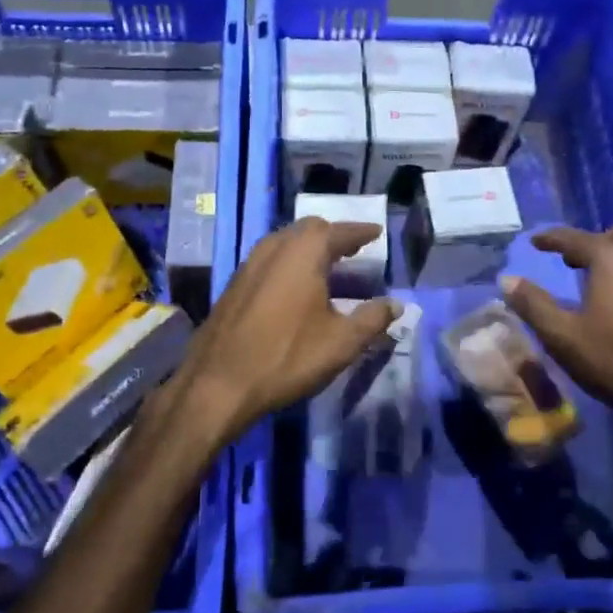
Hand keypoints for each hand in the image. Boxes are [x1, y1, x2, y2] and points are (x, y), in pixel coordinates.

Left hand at [165, 218, 398, 446]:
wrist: (217, 383)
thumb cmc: (287, 357)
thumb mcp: (341, 342)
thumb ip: (373, 319)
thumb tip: (395, 304)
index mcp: (304, 252)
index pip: (340, 231)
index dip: (361, 231)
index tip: (377, 233)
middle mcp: (275, 247)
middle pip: (310, 229)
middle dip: (334, 235)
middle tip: (354, 249)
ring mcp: (250, 263)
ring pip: (286, 242)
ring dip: (309, 248)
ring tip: (329, 266)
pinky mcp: (235, 284)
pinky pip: (270, 259)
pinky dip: (290, 262)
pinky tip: (297, 286)